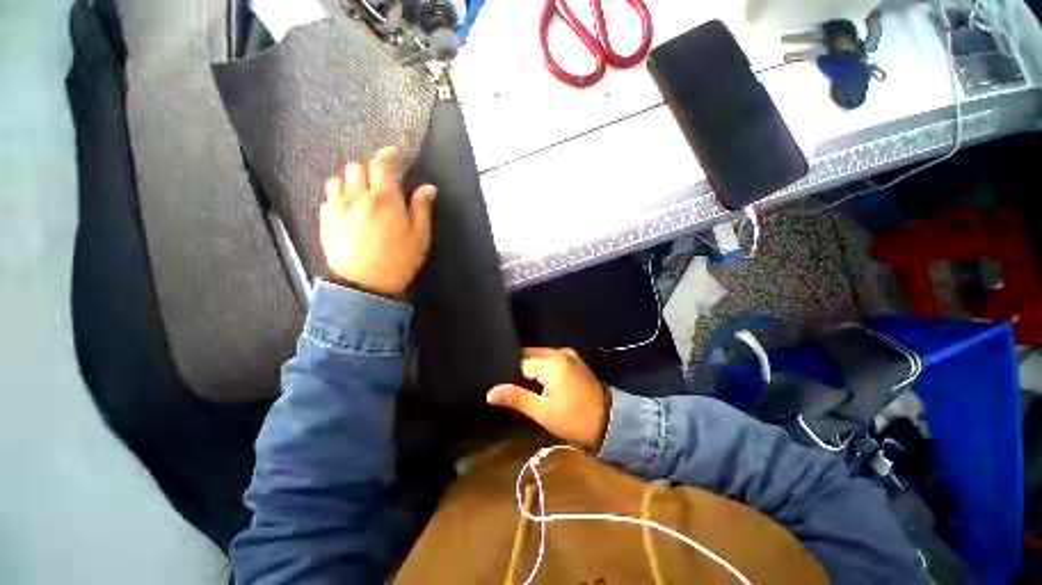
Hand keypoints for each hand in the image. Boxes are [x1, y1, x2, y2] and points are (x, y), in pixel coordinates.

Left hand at [320, 147, 436, 296]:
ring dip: (352, 181)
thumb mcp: (420, 237)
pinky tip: (348, 210)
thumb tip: (428, 187)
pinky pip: (329, 196)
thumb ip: (422, 209)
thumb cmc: (398, 261)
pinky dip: (339, 196)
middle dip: (370, 170)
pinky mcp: (325, 219)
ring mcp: (337, 207)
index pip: (382, 164)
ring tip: (362, 195)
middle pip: (357, 167)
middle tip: (380, 184)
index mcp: (385, 199)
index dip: (389, 155)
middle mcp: (358, 196)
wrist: (364, 286)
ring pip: (339, 179)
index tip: (395, 154)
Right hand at [486, 348, 610, 451]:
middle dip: (521, 370)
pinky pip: (550, 359)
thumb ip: (516, 398)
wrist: (609, 422)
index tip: (507, 388)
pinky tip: (539, 382)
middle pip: (530, 356)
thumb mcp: (543, 411)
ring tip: (524, 385)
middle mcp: (560, 352)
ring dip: (532, 369)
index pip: (521, 362)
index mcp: (553, 362)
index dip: (512, 375)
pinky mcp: (573, 360)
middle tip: (513, 387)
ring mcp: (569, 354)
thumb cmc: (574, 419)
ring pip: (540, 357)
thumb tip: (490, 393)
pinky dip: (543, 368)